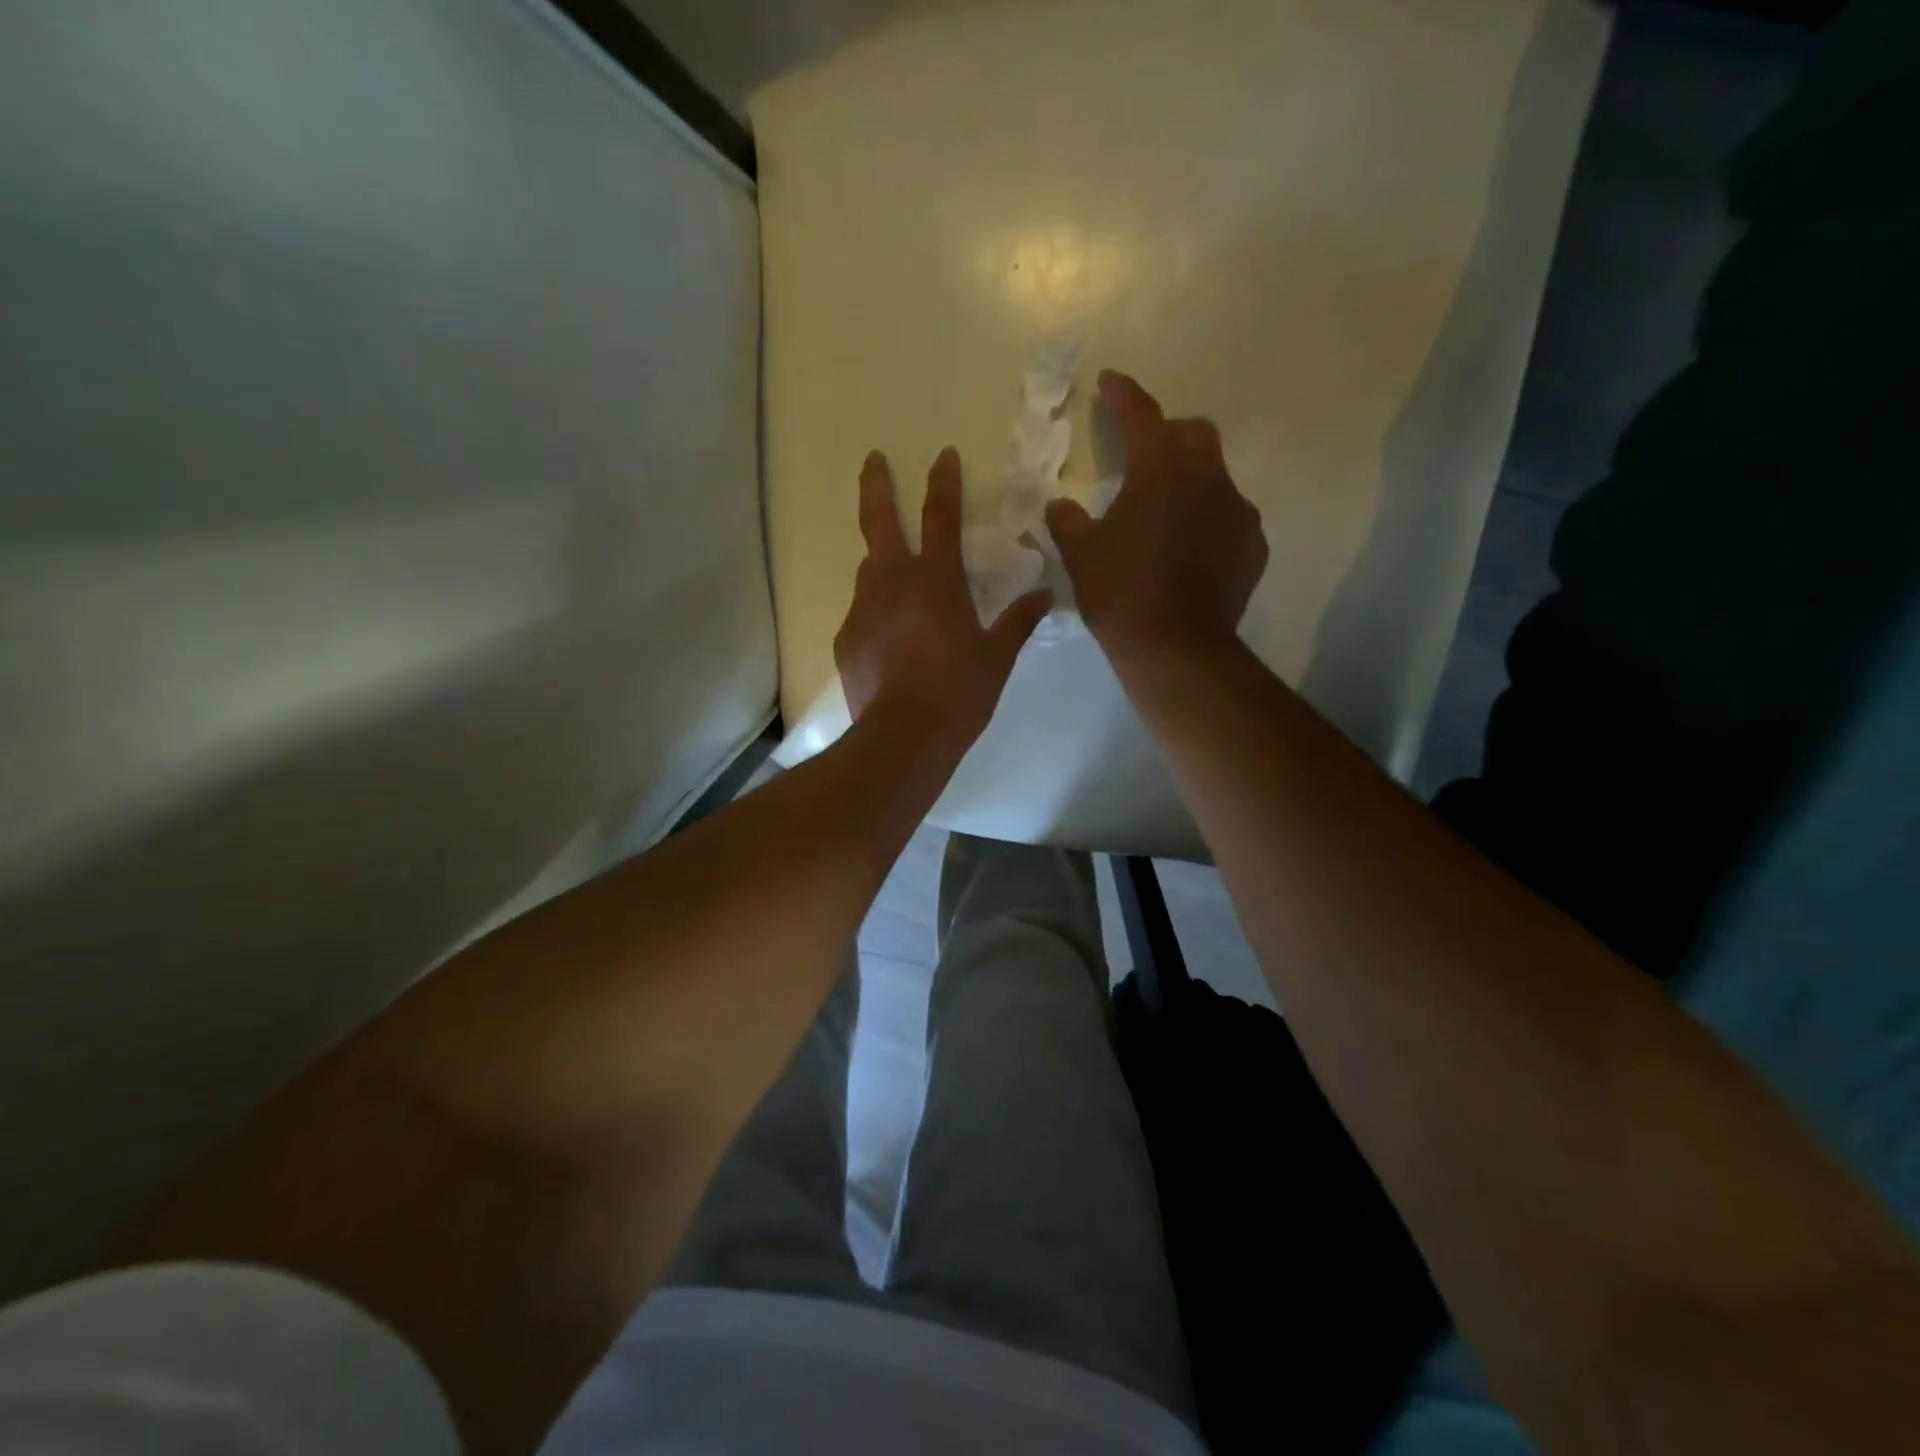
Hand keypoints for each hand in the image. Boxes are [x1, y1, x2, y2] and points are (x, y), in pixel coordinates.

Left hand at [835, 447, 1051, 745]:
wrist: (905, 737)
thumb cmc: (959, 693)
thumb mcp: (997, 657)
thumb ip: (1018, 621)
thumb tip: (1044, 595)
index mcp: (936, 580)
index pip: (941, 516)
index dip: (944, 482)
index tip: (943, 454)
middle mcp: (893, 583)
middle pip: (879, 521)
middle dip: (877, 485)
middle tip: (873, 459)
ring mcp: (863, 610)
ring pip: (869, 571)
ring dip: (881, 562)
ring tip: (895, 577)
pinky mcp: (846, 639)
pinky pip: (863, 615)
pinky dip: (877, 614)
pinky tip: (888, 639)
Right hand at [1045, 371, 1266, 660]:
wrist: (1176, 646)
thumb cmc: (1121, 591)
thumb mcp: (1080, 554)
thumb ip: (1067, 521)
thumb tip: (1059, 505)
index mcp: (1161, 467)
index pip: (1141, 414)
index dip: (1122, 394)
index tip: (1109, 380)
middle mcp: (1207, 477)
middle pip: (1192, 434)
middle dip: (1166, 434)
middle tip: (1140, 456)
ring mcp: (1237, 511)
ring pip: (1214, 476)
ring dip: (1189, 480)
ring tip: (1164, 511)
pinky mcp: (1252, 546)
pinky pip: (1228, 517)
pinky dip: (1207, 519)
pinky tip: (1189, 548)